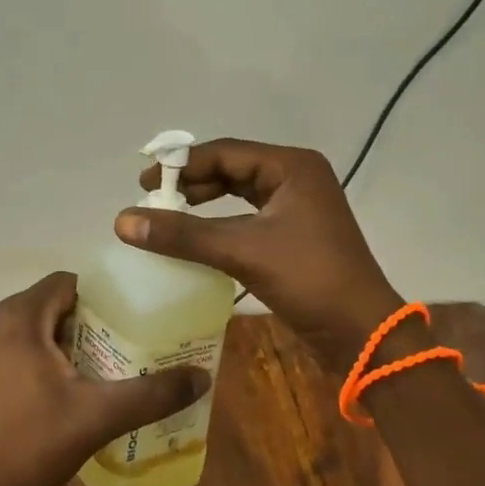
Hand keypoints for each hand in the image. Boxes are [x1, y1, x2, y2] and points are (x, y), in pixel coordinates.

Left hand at [0, 271, 210, 485]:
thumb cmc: (30, 446)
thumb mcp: (97, 417)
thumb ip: (151, 394)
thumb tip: (203, 377)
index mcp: (15, 319)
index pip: (65, 283)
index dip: (100, 298)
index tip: (127, 321)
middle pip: (48, 304)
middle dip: (84, 323)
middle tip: (118, 348)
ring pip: (29, 325)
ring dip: (61, 341)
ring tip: (95, 369)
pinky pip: (10, 345)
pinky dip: (35, 355)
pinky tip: (58, 389)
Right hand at [116, 139, 402, 370]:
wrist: (361, 333)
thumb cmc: (309, 279)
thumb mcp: (242, 251)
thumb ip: (183, 234)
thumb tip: (122, 220)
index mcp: (291, 167)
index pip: (225, 152)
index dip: (181, 165)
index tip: (144, 182)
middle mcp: (297, 177)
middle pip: (232, 168)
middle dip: (191, 182)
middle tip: (153, 198)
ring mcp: (299, 206)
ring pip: (240, 192)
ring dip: (204, 201)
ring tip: (168, 213)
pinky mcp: (296, 233)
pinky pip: (248, 216)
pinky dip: (220, 222)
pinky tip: (197, 236)